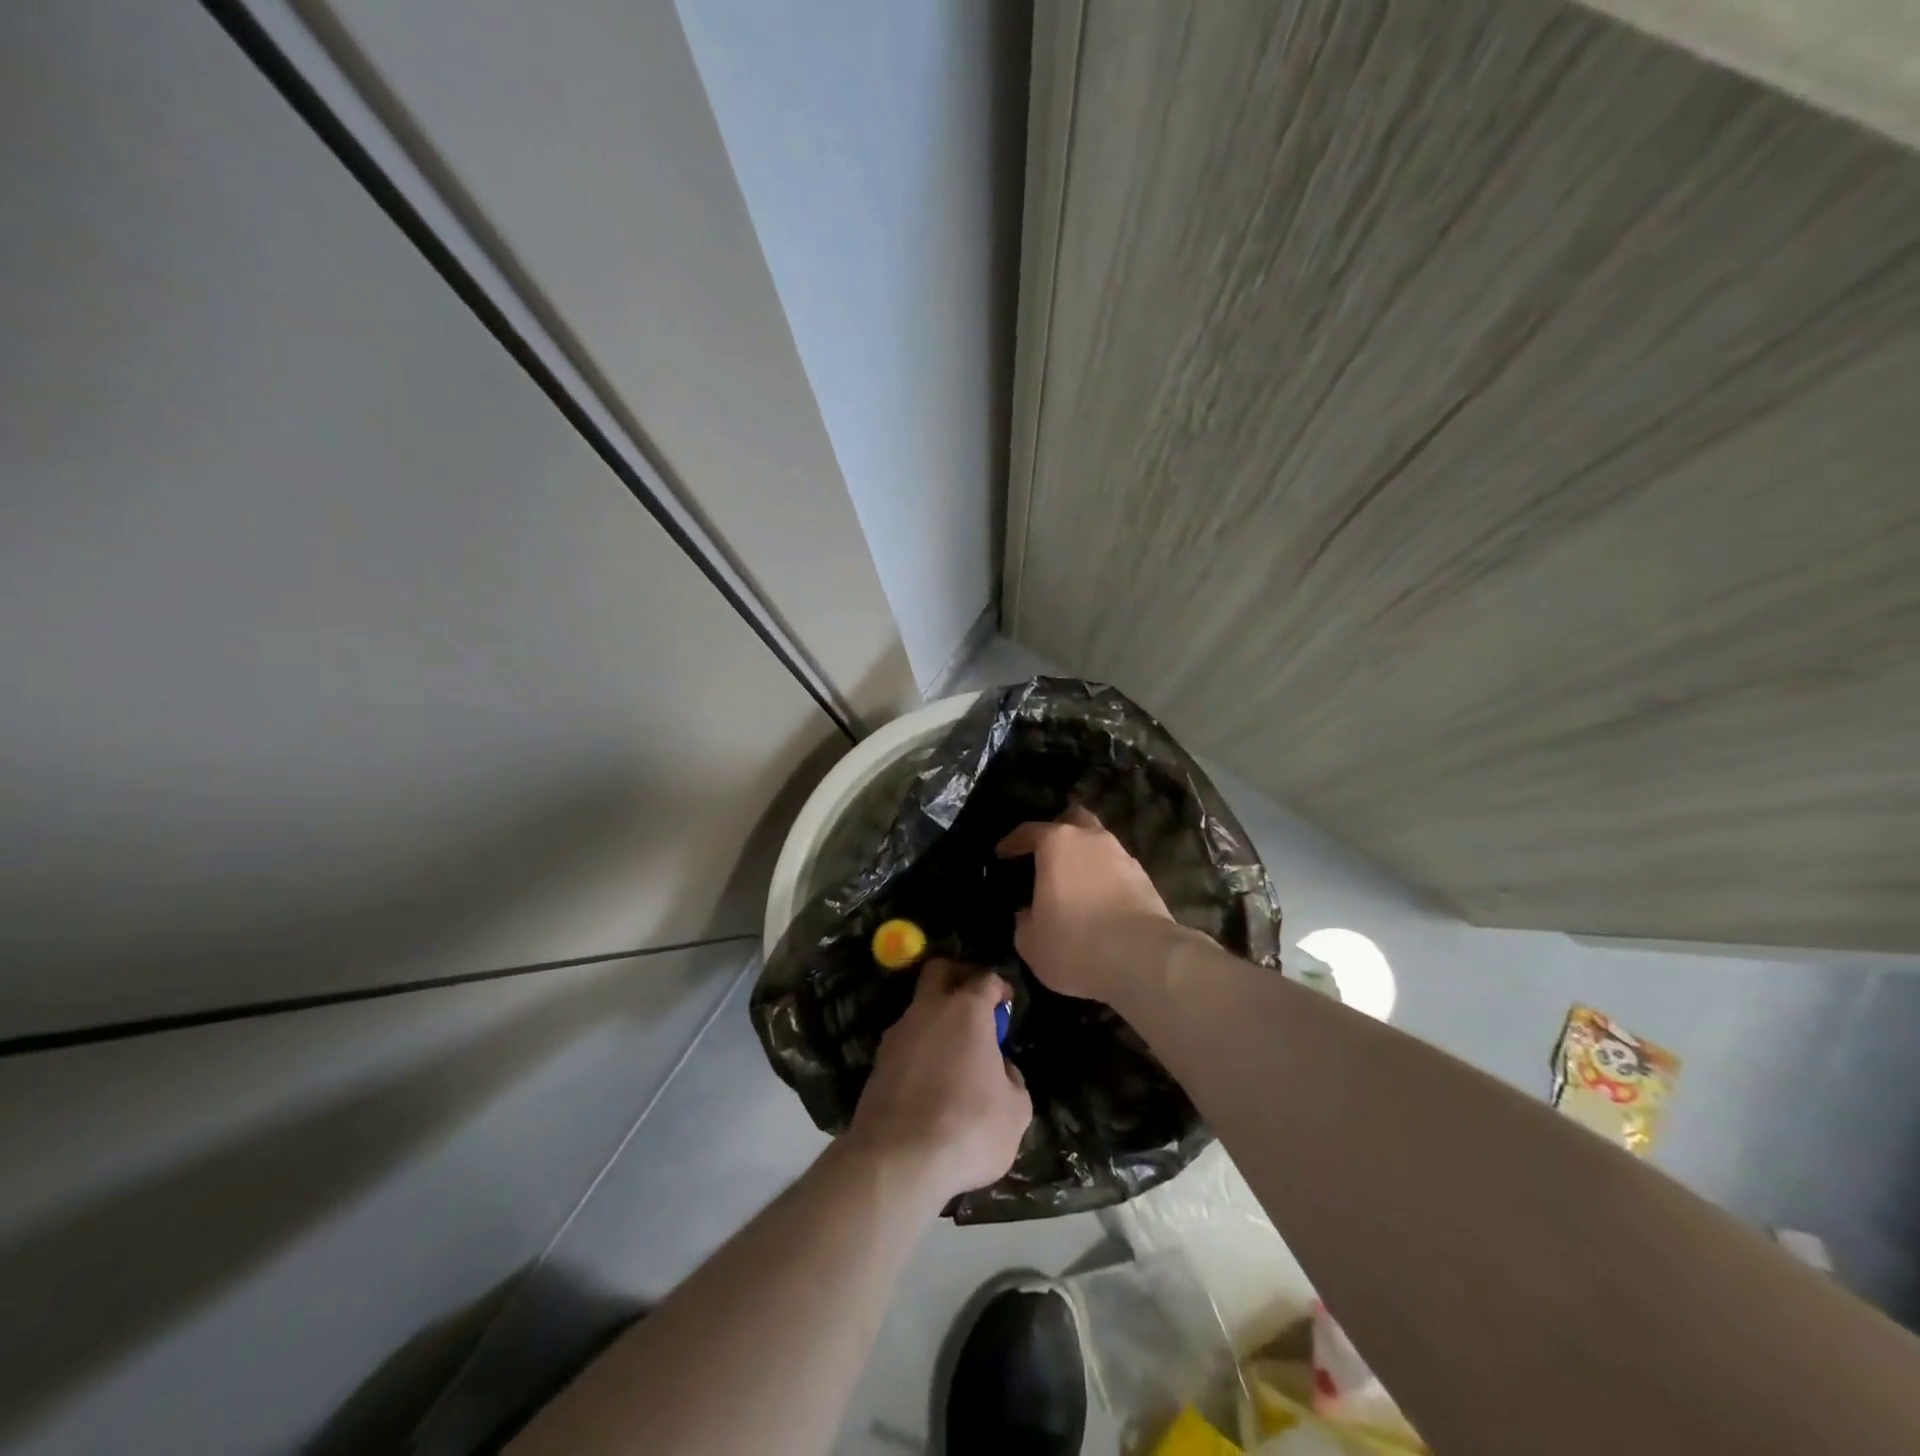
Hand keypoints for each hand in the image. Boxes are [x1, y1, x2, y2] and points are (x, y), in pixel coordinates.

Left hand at [846, 959, 1030, 1207]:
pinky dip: (920, 1050)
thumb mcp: (1016, 1111)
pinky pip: (905, 1043)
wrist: (897, 1162)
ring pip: (919, 1009)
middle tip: (976, 1005)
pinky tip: (931, 1082)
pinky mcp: (877, 1063)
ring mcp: (897, 1035)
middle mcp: (928, 1010)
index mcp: (967, 1010)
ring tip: (955, 1057)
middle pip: (939, 971)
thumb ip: (1012, 1079)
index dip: (999, 987)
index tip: (1007, 1004)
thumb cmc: (968, 1128)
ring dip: (937, 1021)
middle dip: (958, 977)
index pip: (985, 978)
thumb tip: (1001, 1069)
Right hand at [995, 805, 1177, 1002]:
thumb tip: (1028, 915)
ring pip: (1100, 844)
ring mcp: (1123, 856)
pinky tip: (1099, 900)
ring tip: (1074, 881)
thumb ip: (1024, 922)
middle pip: (1074, 820)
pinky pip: (1118, 869)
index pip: (1029, 831)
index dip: (1013, 841)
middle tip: (1047, 853)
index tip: (1002, 853)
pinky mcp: (1146, 879)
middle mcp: (1091, 839)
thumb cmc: (1075, 944)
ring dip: (1086, 856)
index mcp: (1057, 844)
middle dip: (1060, 830)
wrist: (1142, 959)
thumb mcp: (1031, 943)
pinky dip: (1106, 878)